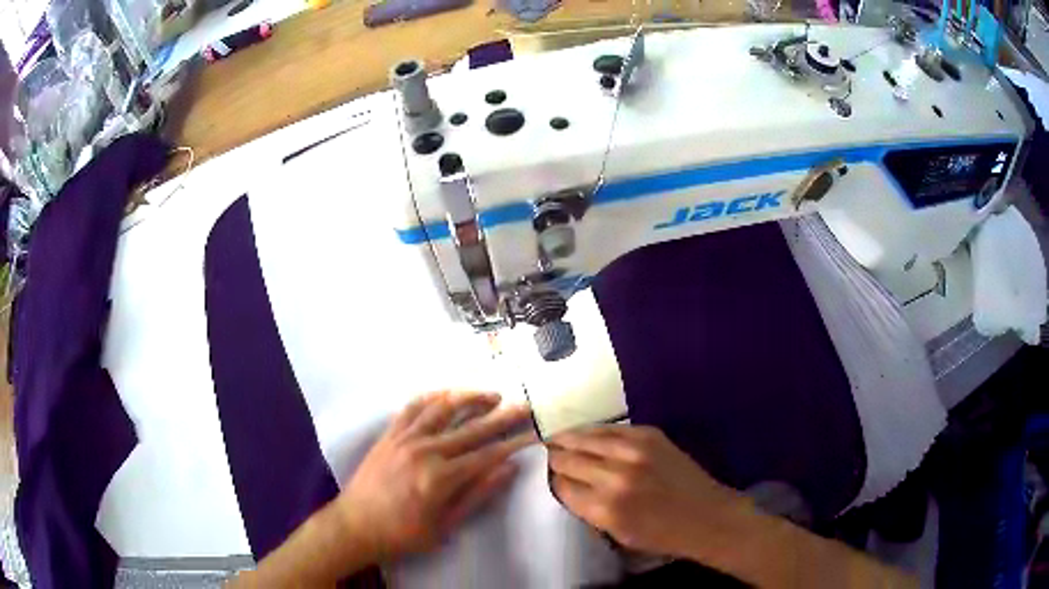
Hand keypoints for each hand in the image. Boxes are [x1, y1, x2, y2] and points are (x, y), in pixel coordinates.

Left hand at [331, 391, 535, 562]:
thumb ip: (477, 496)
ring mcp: (404, 438)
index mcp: (441, 477)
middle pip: (471, 428)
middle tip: (523, 405)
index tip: (534, 432)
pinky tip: (447, 394)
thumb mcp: (445, 526)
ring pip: (443, 409)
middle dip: (501, 416)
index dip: (513, 443)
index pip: (487, 454)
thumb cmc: (402, 533)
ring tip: (491, 395)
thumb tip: (509, 469)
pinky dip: (433, 396)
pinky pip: (413, 407)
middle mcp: (425, 450)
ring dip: (470, 398)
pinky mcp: (389, 434)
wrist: (355, 525)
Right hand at [548, 425, 743, 557]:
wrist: (707, 516)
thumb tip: (568, 486)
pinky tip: (586, 432)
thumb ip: (589, 510)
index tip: (551, 477)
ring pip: (587, 437)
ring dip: (569, 438)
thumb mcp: (618, 534)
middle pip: (570, 459)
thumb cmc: (662, 535)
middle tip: (548, 454)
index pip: (563, 486)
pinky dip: (595, 431)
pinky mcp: (650, 435)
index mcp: (606, 508)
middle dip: (556, 457)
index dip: (555, 481)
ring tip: (557, 437)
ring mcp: (635, 451)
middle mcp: (616, 476)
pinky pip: (611, 428)